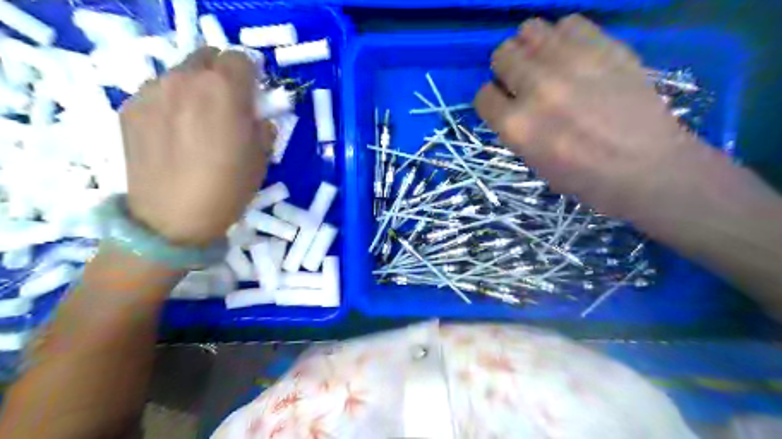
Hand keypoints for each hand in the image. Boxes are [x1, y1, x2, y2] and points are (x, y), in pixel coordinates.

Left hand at [117, 48, 272, 247]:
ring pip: (179, 73)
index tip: (252, 95)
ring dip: (194, 88)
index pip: (240, 58)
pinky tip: (173, 134)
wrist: (172, 219)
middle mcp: (185, 80)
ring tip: (197, 122)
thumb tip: (255, 117)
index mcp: (224, 90)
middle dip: (221, 75)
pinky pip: (158, 92)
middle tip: (227, 105)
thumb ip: (261, 126)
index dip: (250, 75)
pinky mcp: (130, 108)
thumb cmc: (228, 188)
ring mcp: (152, 92)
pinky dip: (171, 103)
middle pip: (206, 57)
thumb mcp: (262, 158)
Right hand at [477, 15, 702, 215]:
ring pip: (530, 30)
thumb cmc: (586, 179)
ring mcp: (571, 64)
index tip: (504, 102)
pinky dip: (565, 37)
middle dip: (507, 68)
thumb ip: (517, 130)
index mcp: (517, 127)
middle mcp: (536, 89)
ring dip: (532, 46)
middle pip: (502, 55)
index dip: (492, 99)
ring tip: (547, 62)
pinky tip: (574, 55)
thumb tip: (512, 104)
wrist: (647, 169)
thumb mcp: (535, 164)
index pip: (483, 95)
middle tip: (524, 80)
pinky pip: (569, 23)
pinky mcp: (604, 48)